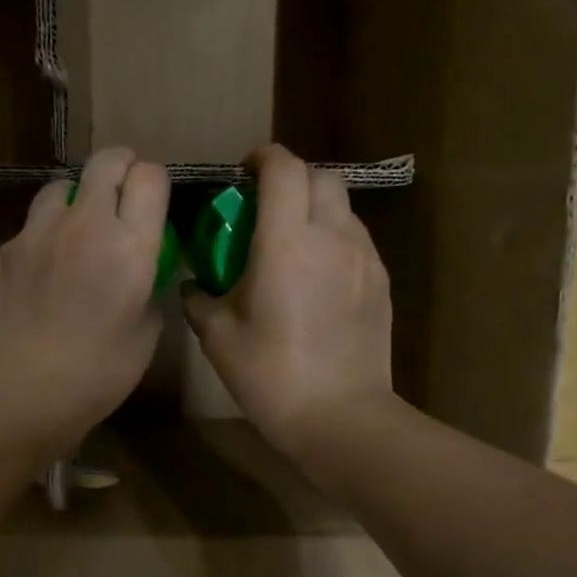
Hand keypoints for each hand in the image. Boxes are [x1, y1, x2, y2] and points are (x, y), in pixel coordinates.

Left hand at [0, 148, 169, 459]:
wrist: (19, 394)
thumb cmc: (96, 375)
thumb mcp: (146, 336)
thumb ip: (149, 290)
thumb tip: (141, 274)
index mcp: (130, 245)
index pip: (150, 177)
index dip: (155, 183)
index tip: (154, 202)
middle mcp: (85, 224)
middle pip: (106, 161)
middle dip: (121, 168)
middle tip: (124, 194)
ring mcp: (38, 233)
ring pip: (62, 186)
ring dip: (79, 197)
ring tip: (80, 230)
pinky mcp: (6, 250)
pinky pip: (33, 225)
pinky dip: (47, 234)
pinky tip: (46, 270)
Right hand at [184, 144, 394, 455]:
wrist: (340, 418)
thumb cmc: (272, 376)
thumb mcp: (219, 338)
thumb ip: (200, 301)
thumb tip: (194, 285)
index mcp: (287, 242)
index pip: (284, 169)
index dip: (264, 158)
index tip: (245, 169)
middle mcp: (332, 237)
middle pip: (321, 177)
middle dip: (293, 179)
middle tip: (266, 206)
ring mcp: (364, 258)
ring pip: (343, 208)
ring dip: (316, 209)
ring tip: (293, 242)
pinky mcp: (381, 283)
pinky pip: (357, 240)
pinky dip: (335, 239)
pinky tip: (317, 276)